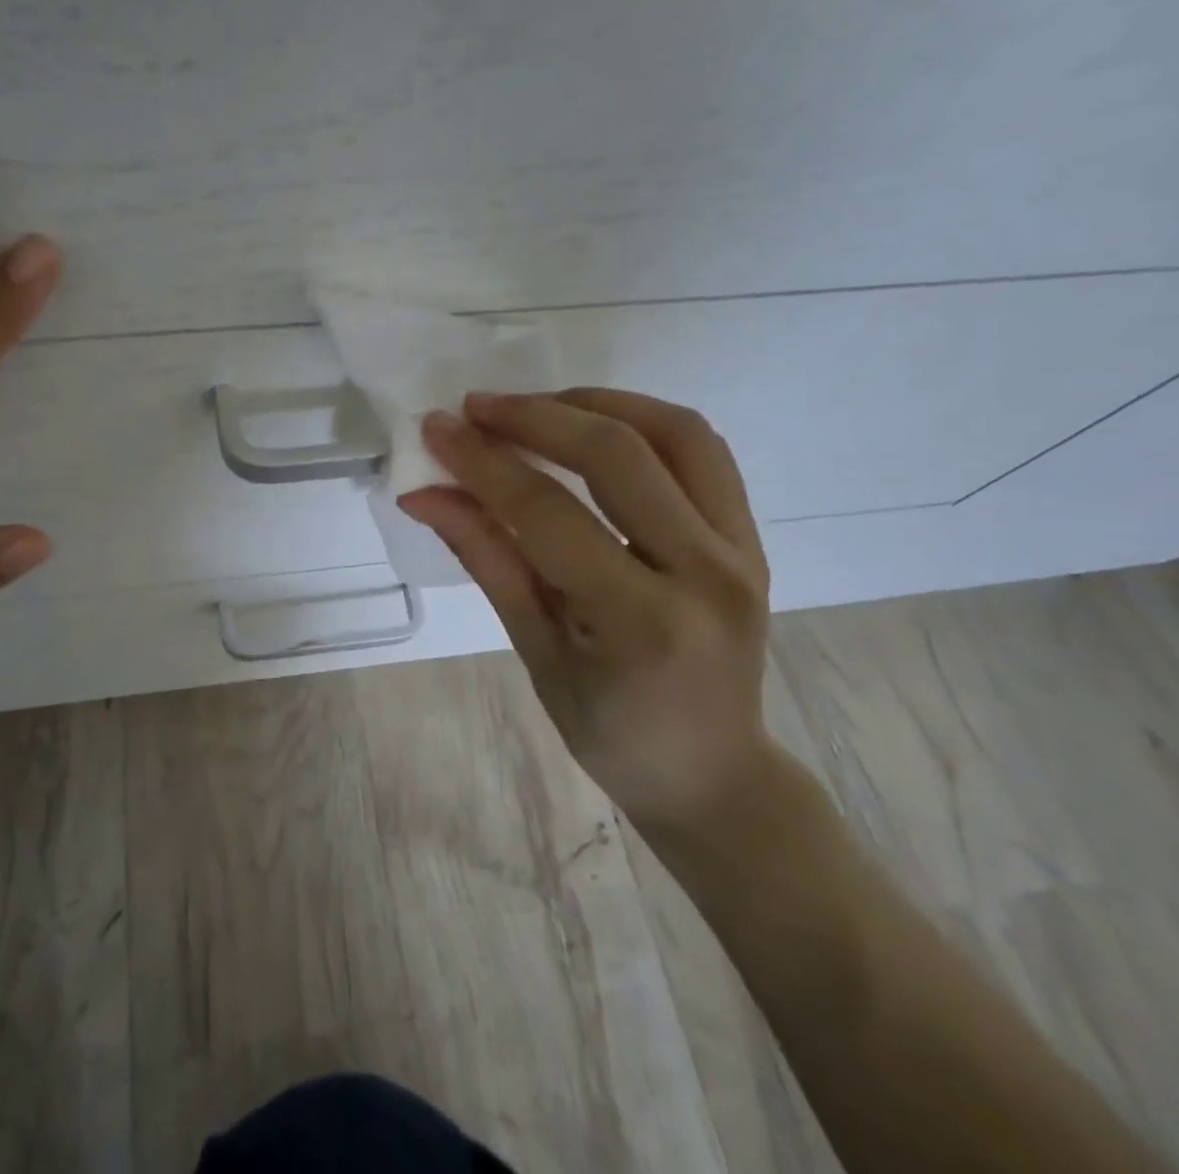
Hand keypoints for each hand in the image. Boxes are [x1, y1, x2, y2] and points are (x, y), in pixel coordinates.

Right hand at [400, 389, 773, 833]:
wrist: (712, 774)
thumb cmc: (610, 732)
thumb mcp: (536, 651)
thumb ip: (487, 559)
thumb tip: (426, 494)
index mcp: (642, 622)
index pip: (549, 512)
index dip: (484, 462)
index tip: (436, 428)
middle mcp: (706, 573)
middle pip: (618, 454)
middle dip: (535, 417)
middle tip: (475, 408)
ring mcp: (743, 550)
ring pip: (675, 433)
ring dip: (596, 404)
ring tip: (534, 407)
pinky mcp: (753, 538)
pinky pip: (701, 452)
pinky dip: (642, 421)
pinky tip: (592, 426)